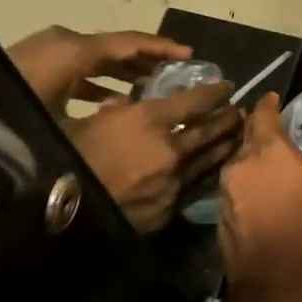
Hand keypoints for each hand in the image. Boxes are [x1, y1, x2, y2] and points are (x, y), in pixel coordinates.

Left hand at [5, 26, 190, 117]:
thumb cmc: (14, 122)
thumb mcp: (65, 127)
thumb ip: (108, 117)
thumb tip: (142, 117)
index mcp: (72, 52)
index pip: (127, 44)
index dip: (161, 49)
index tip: (190, 57)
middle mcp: (62, 46)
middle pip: (114, 48)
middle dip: (146, 61)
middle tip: (176, 76)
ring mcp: (46, 55)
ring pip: (96, 59)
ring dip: (123, 72)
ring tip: (152, 89)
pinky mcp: (35, 69)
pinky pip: (79, 70)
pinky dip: (99, 81)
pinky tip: (112, 102)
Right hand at [68, 80, 240, 232]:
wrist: (62, 214)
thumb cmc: (68, 158)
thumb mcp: (88, 122)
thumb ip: (113, 112)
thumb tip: (124, 106)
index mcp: (149, 121)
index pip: (194, 101)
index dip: (214, 92)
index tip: (226, 86)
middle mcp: (171, 150)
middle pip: (210, 131)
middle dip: (227, 118)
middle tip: (238, 111)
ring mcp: (174, 182)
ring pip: (210, 160)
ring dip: (225, 145)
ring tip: (236, 137)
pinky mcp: (170, 209)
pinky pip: (196, 186)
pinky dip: (208, 174)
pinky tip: (214, 170)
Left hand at [217, 93, 301, 301]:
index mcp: (271, 154)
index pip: (262, 114)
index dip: (270, 105)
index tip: (279, 100)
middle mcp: (241, 167)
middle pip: (248, 139)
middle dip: (263, 134)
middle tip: (286, 137)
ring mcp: (225, 195)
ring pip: (239, 166)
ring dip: (256, 164)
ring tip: (279, 169)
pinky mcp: (220, 221)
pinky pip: (236, 193)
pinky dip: (249, 190)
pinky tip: (268, 201)